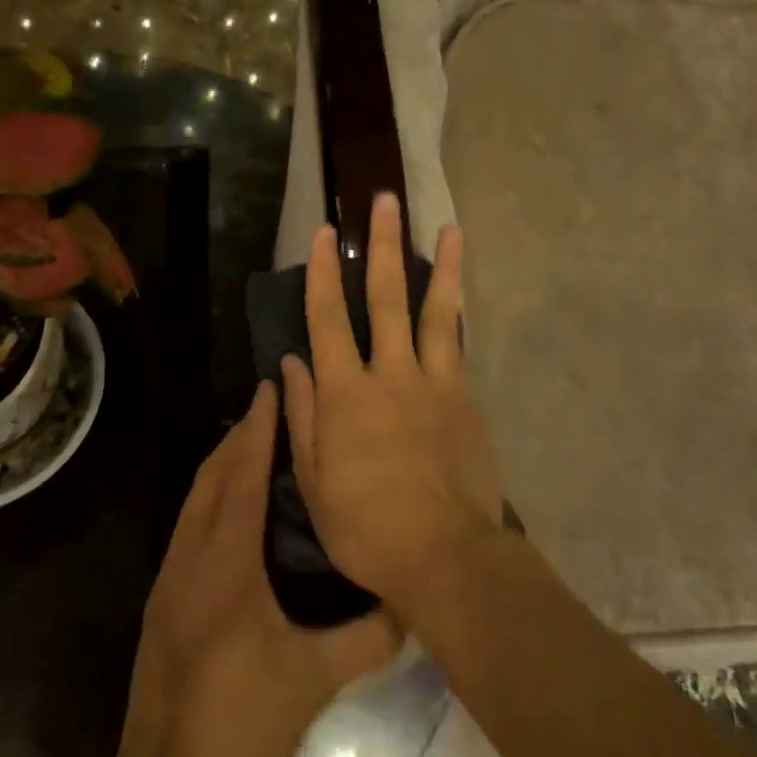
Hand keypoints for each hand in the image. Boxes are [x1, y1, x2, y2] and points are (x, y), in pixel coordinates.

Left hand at [117, 381, 399, 756]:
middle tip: (268, 403)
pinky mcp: (162, 598)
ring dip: (222, 462)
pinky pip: (188, 523)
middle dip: (239, 435)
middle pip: (212, 476)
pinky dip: (210, 494)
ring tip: (253, 441)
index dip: (257, 430)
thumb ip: (368, 638)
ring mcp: (170, 576)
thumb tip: (412, 602)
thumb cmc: (241, 719)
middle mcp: (191, 556)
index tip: (270, 389)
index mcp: (226, 562)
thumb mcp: (314, 679)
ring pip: (195, 498)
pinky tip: (231, 507)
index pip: (242, 477)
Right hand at [282, 192, 502, 611]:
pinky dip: (458, 311)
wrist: (445, 555)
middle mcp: (390, 373)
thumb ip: (302, 417)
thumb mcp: (314, 482)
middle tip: (384, 201)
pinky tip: (459, 289)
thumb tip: (292, 363)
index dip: (324, 272)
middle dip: (382, 246)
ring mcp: (433, 381)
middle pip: (385, 297)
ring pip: (435, 310)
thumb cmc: (366, 527)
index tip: (325, 232)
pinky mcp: (464, 396)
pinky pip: (458, 343)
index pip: (328, 319)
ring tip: (447, 226)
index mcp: (346, 394)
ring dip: (438, 265)